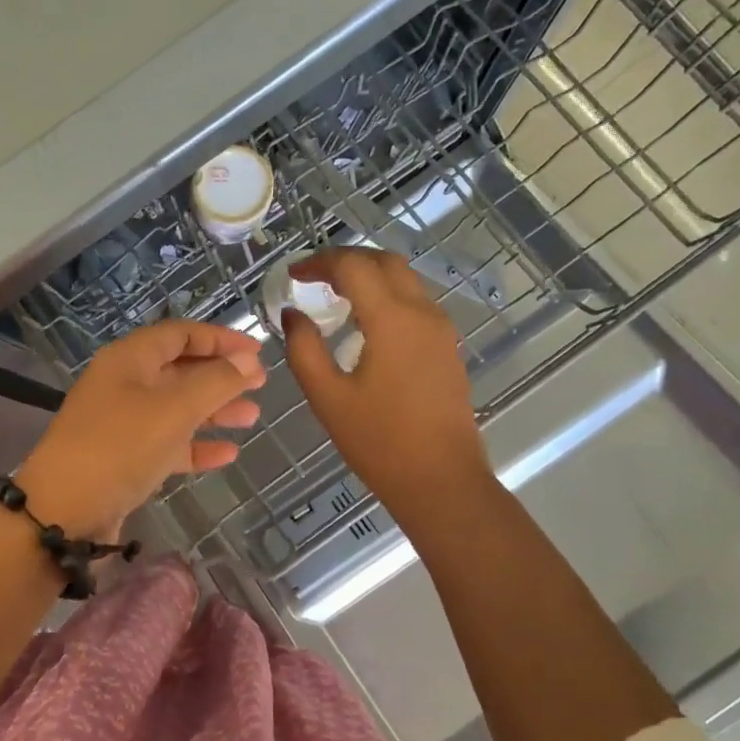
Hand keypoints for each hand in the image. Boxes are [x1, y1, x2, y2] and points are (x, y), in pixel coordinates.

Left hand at [16, 320, 265, 539]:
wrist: (62, 512)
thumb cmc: (119, 447)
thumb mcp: (173, 409)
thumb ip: (216, 382)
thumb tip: (249, 360)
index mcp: (129, 359)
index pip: (180, 334)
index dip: (220, 338)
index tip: (257, 351)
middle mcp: (124, 384)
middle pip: (179, 370)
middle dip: (220, 376)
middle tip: (260, 385)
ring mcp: (122, 423)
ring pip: (176, 408)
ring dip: (213, 411)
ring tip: (252, 417)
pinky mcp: (124, 459)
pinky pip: (167, 443)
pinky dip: (196, 446)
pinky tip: (227, 454)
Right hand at [283, 248, 489, 520]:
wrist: (442, 480)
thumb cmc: (379, 442)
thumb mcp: (327, 397)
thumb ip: (303, 349)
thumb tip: (293, 314)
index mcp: (392, 319)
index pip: (353, 266)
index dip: (319, 262)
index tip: (292, 275)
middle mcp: (422, 313)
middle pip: (385, 261)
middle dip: (346, 260)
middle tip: (312, 277)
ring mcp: (441, 329)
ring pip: (404, 279)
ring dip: (369, 275)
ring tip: (333, 295)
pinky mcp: (446, 347)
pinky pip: (415, 302)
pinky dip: (386, 295)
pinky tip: (364, 321)